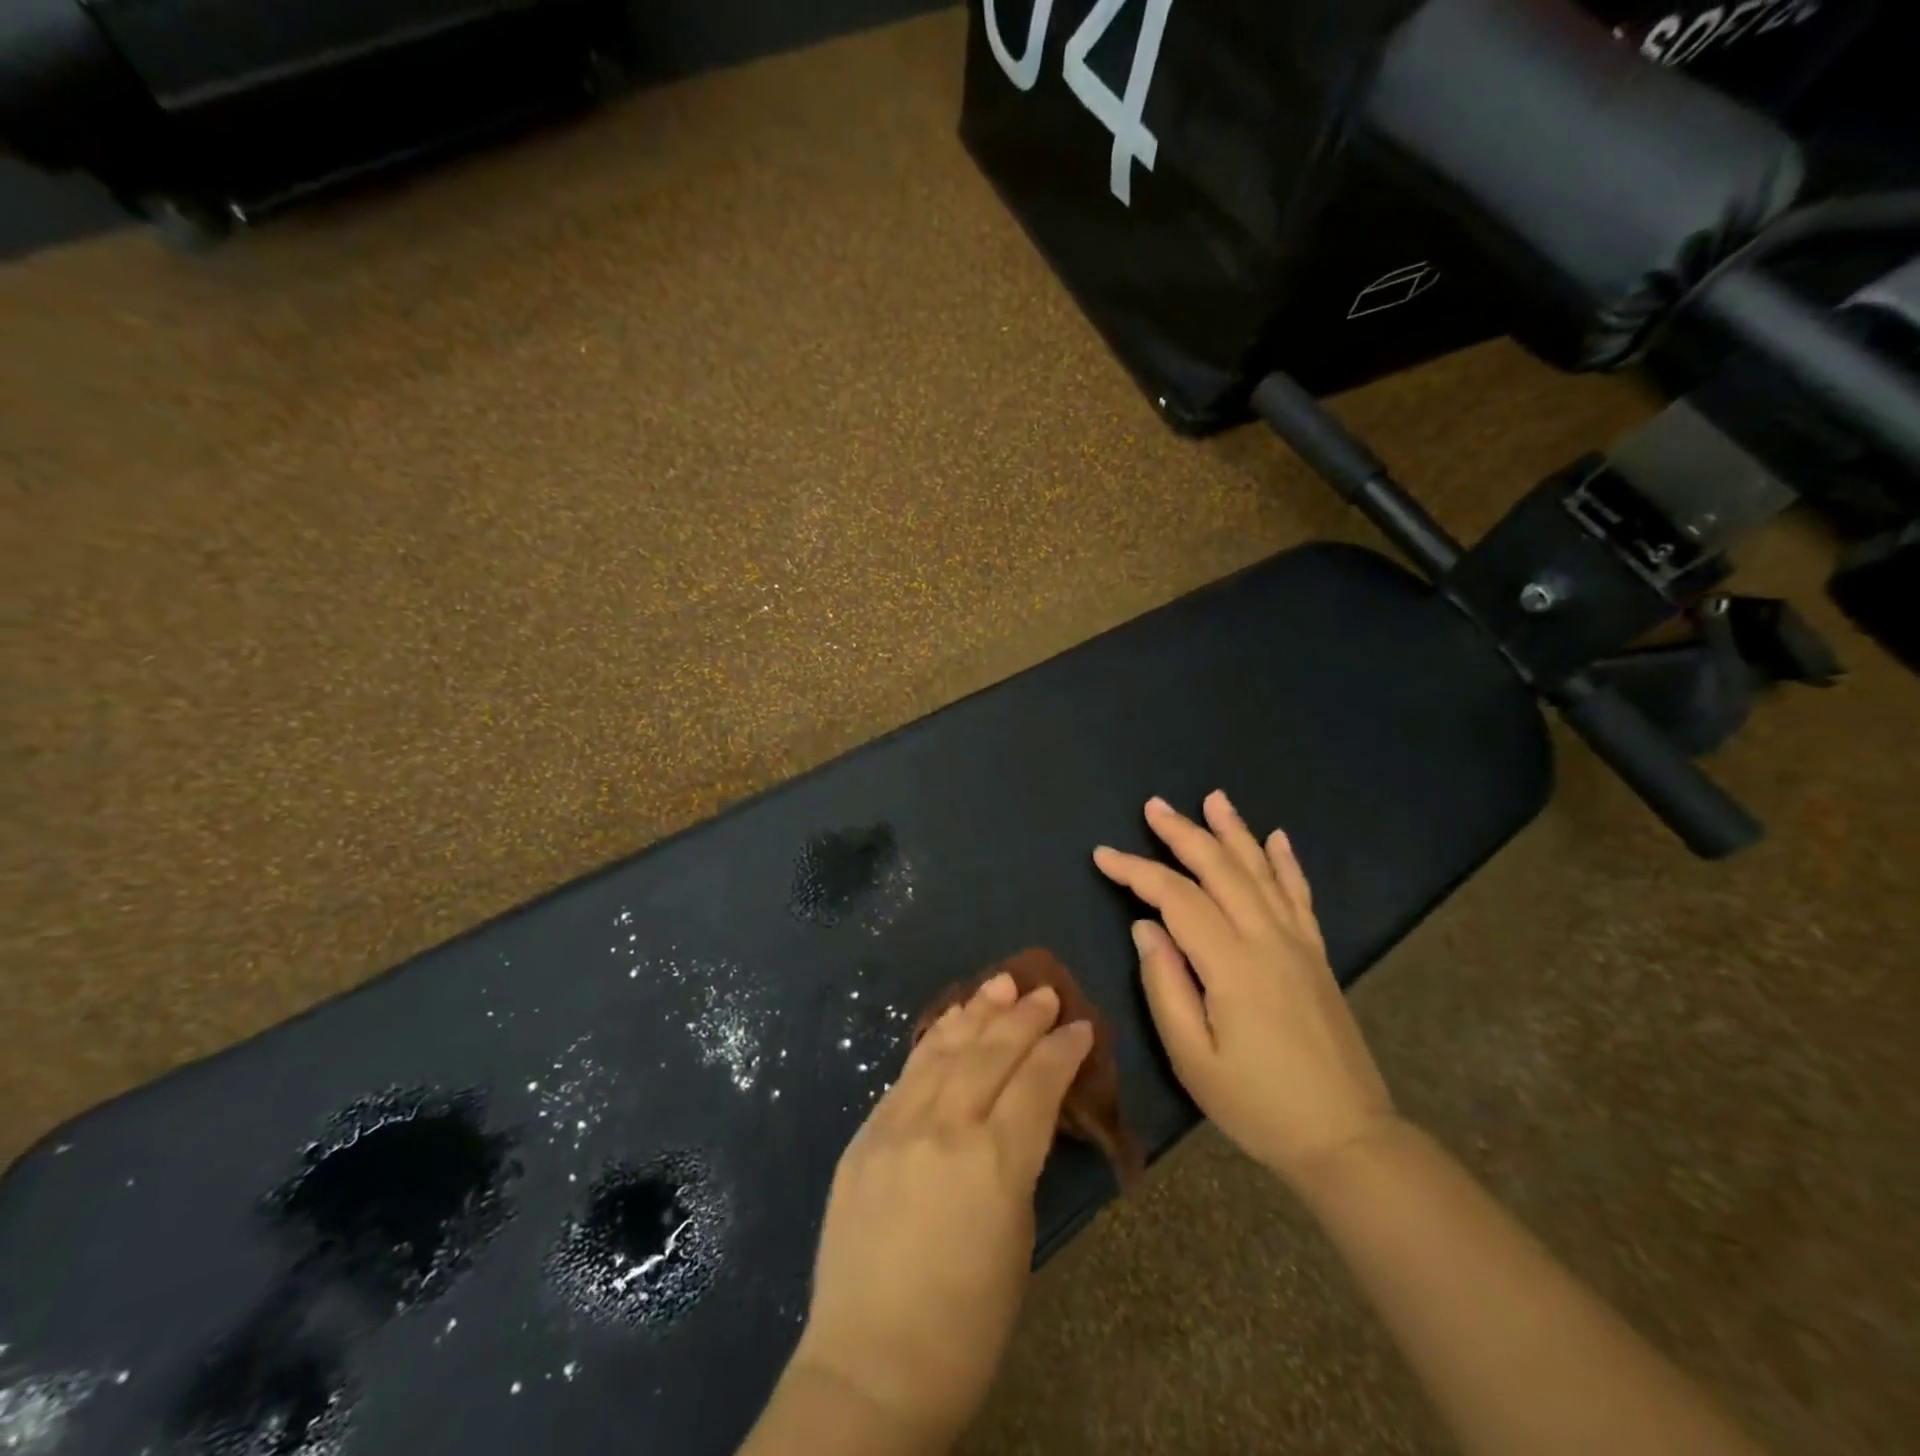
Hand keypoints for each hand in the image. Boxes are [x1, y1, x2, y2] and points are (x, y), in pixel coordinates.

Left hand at [786, 973, 1093, 1447]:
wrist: (869, 1365)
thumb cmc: (964, 1326)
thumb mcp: (1016, 1242)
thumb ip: (1018, 1165)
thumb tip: (1021, 1117)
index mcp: (995, 1163)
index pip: (1036, 1084)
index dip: (1062, 1051)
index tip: (1080, 1026)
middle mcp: (946, 1128)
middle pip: (991, 1054)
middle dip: (1023, 1017)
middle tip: (1044, 991)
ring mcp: (898, 1124)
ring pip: (946, 1049)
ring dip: (978, 1012)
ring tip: (1001, 983)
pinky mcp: (866, 1133)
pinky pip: (908, 1071)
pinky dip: (935, 1039)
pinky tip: (952, 1021)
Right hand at [1093, 791, 1398, 1186]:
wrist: (1348, 1140)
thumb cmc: (1258, 1106)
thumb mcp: (1193, 1058)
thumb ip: (1165, 986)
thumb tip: (1145, 927)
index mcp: (1232, 965)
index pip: (1176, 898)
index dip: (1136, 871)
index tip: (1102, 855)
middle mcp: (1268, 940)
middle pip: (1220, 869)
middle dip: (1183, 833)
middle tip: (1153, 806)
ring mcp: (1298, 944)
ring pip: (1261, 872)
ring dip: (1234, 832)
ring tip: (1213, 798)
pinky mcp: (1317, 956)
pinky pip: (1300, 896)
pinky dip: (1286, 863)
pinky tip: (1278, 839)